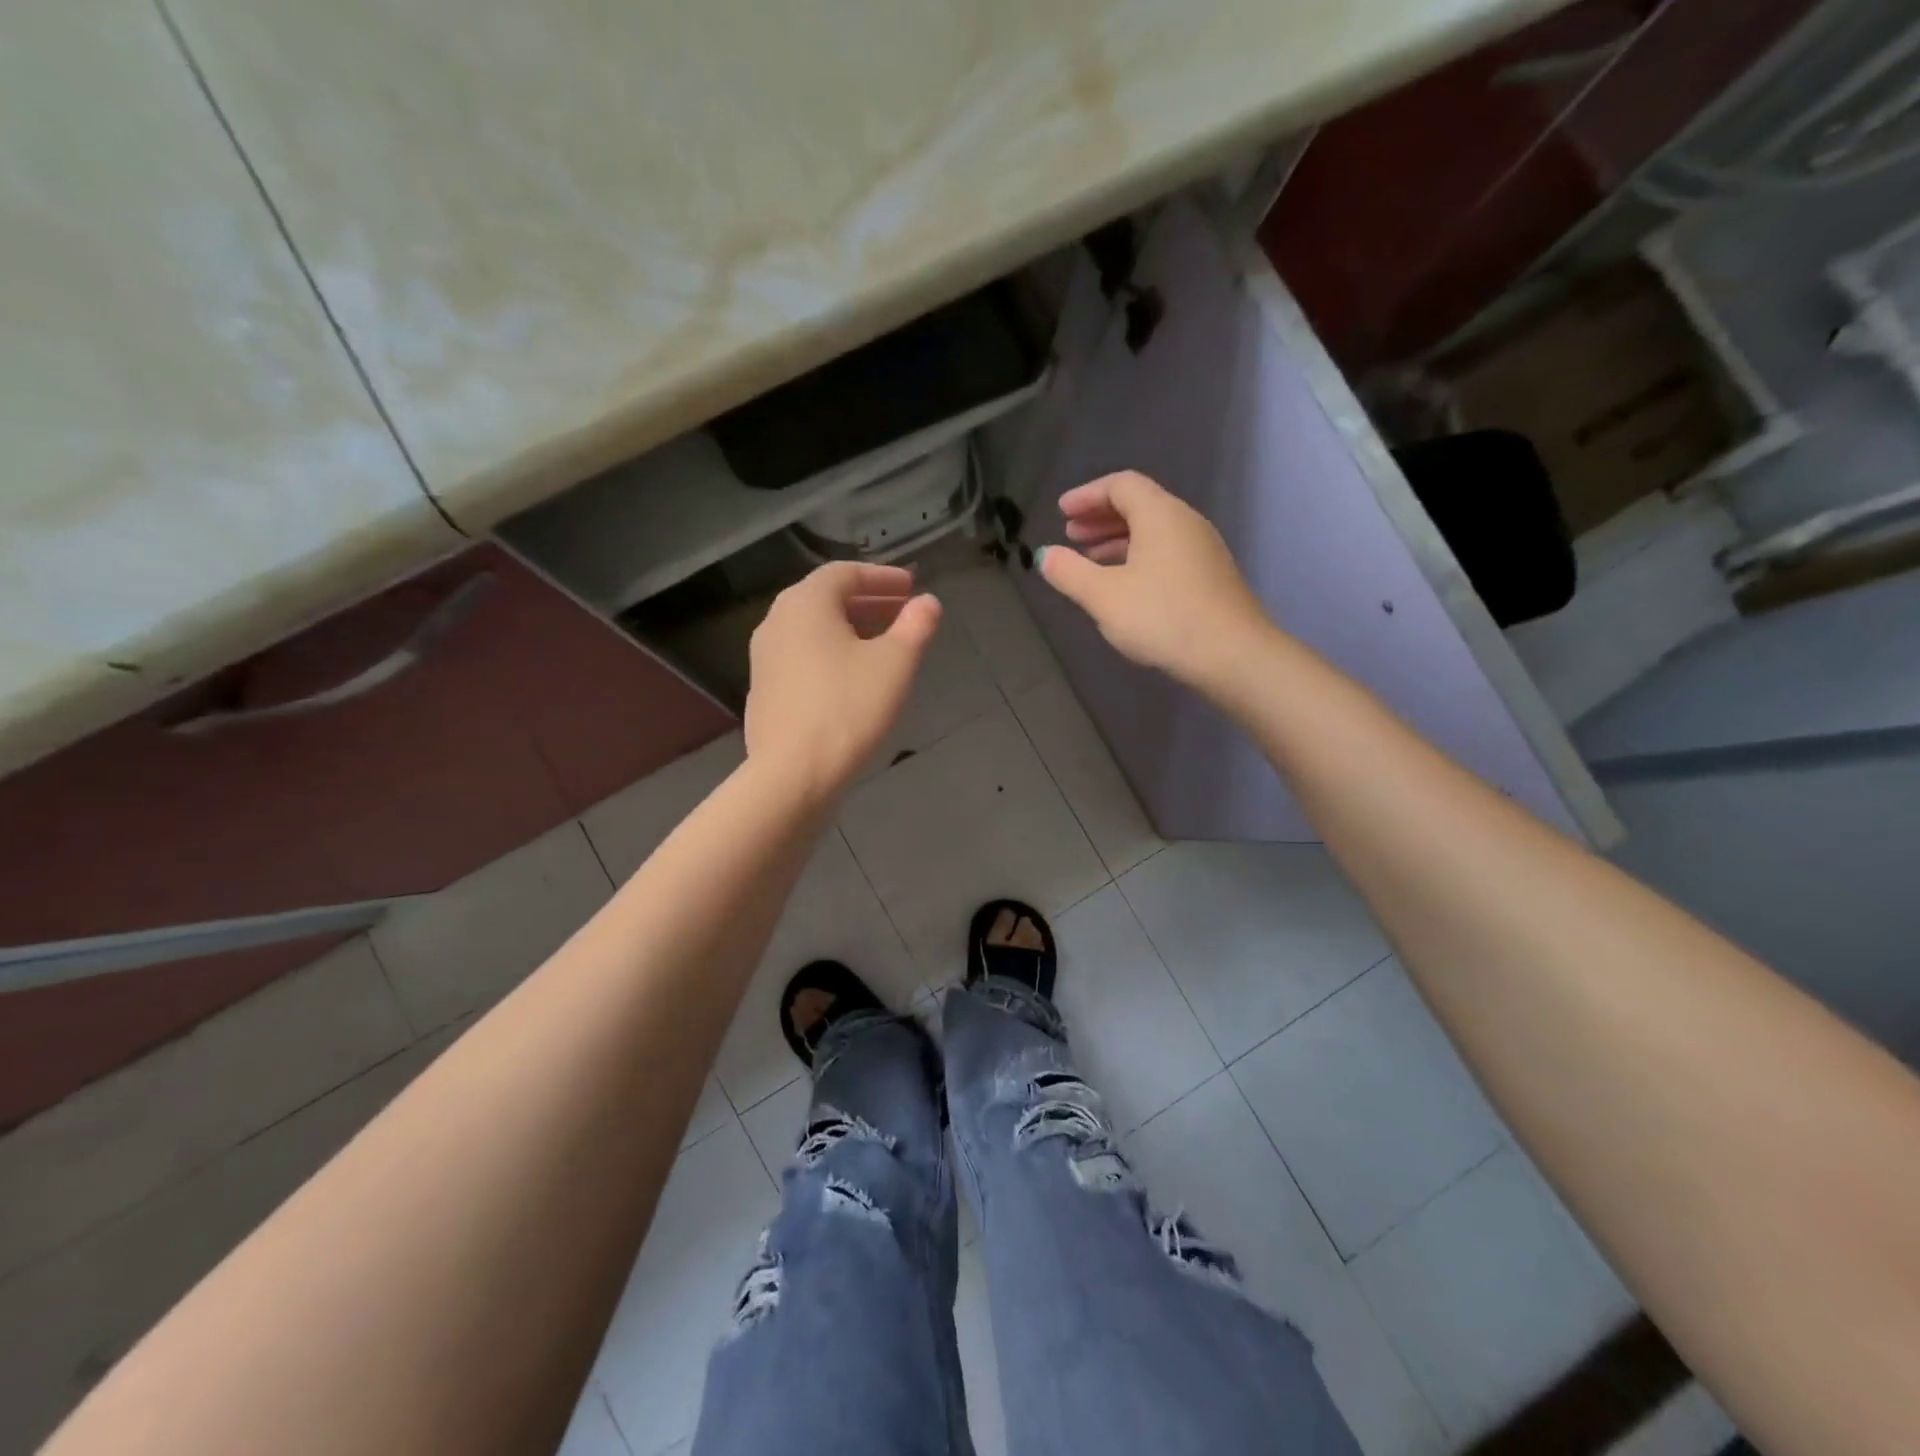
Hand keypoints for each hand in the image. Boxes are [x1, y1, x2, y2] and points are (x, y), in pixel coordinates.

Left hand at [744, 562, 940, 799]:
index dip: (882, 577)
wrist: (793, 774)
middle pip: (826, 599)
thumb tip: (928, 603)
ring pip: (813, 630)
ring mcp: (764, 658)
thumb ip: (915, 626)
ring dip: (850, 629)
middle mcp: (777, 621)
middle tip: (902, 613)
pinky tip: (853, 679)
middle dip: (868, 602)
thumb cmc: (848, 709)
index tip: (911, 587)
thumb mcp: (895, 664)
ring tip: (883, 646)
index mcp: (805, 603)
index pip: (845, 573)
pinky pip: (802, 657)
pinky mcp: (764, 691)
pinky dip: (831, 654)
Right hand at [1038, 471, 1270, 686]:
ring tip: (1090, 561)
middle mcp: (1185, 522)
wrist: (1232, 654)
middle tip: (1071, 535)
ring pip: (1153, 531)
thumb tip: (1045, 555)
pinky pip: (1166, 552)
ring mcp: (1203, 549)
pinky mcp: (1210, 576)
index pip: (1120, 485)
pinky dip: (1138, 557)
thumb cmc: (1162, 617)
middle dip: (1100, 517)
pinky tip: (1124, 585)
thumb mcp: (1104, 596)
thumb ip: (1069, 572)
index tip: (1061, 512)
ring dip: (1118, 539)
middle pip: (1139, 505)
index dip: (1087, 495)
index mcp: (1160, 514)